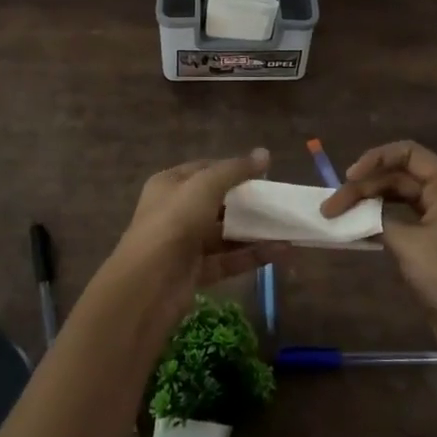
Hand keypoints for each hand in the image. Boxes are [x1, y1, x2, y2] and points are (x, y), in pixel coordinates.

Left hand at [105, 150, 275, 311]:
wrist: (149, 282)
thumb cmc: (174, 221)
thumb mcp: (205, 186)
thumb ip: (236, 170)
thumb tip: (264, 153)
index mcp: (169, 185)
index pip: (204, 170)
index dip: (231, 169)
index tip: (262, 173)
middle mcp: (174, 212)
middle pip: (216, 203)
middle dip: (246, 203)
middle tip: (277, 202)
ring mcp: (184, 244)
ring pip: (224, 234)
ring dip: (254, 232)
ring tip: (287, 229)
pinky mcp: (195, 273)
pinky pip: (228, 261)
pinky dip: (252, 256)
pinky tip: (281, 251)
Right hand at [322, 141, 436, 332]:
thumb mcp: (406, 241)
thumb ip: (377, 217)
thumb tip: (356, 211)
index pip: (408, 153)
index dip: (375, 158)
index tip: (348, 177)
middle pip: (399, 175)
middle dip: (364, 187)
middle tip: (332, 206)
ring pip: (398, 196)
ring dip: (369, 203)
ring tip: (338, 214)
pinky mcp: (433, 239)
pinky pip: (402, 217)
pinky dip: (379, 219)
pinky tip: (356, 228)